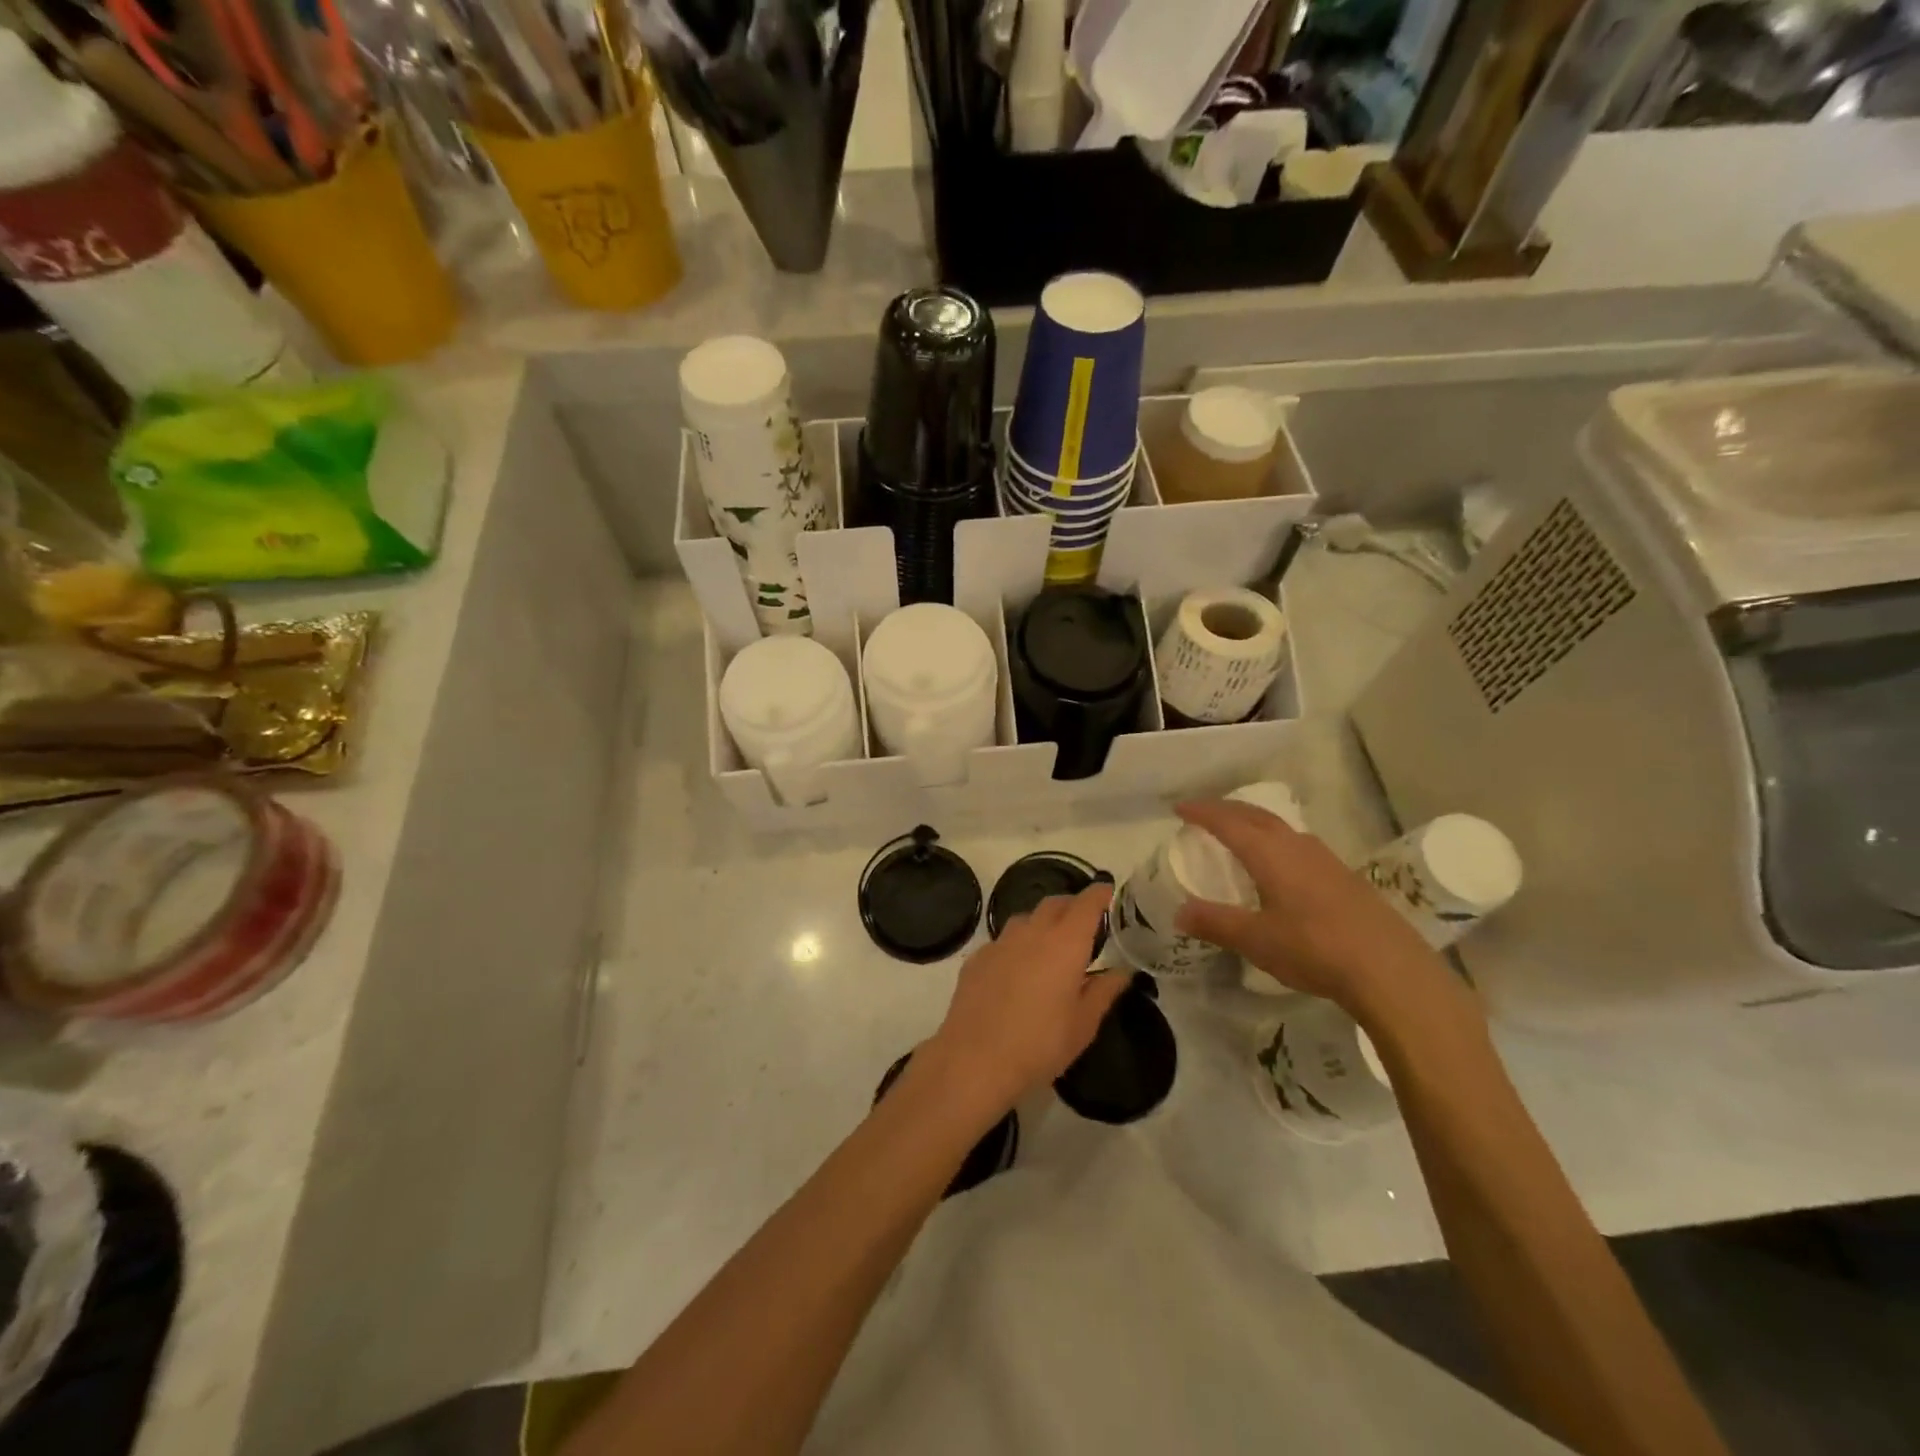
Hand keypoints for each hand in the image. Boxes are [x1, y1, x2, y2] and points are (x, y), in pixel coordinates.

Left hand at [922, 883, 1125, 1119]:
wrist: (975, 1059)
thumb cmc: (1040, 1044)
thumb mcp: (1083, 1024)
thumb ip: (1103, 991)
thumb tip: (1122, 972)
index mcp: (1065, 943)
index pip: (1086, 904)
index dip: (1099, 894)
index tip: (1107, 890)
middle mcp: (1032, 932)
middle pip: (1055, 904)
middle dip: (1072, 906)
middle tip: (1084, 922)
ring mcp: (1000, 942)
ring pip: (1026, 919)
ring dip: (1042, 923)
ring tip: (1051, 947)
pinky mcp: (977, 958)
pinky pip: (1003, 941)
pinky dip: (1017, 946)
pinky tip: (1017, 971)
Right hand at [1172, 799, 1455, 1017]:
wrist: (1391, 970)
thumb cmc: (1314, 949)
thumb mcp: (1255, 940)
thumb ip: (1215, 923)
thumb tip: (1179, 912)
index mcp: (1270, 854)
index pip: (1228, 822)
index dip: (1202, 813)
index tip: (1180, 809)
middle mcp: (1297, 847)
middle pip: (1256, 815)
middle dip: (1227, 810)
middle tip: (1204, 813)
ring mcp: (1325, 860)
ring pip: (1281, 828)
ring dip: (1255, 823)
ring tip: (1239, 833)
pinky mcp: (1345, 877)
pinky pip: (1299, 845)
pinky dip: (1276, 841)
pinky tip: (1281, 865)